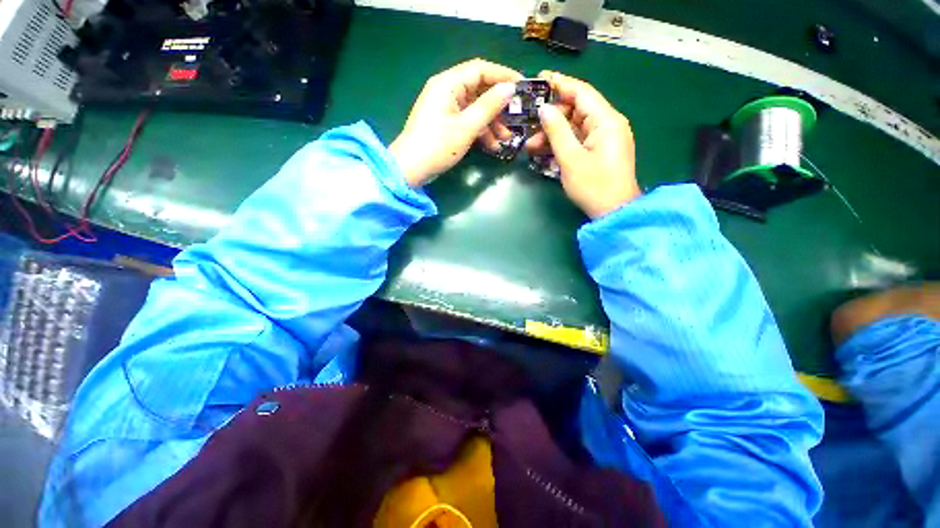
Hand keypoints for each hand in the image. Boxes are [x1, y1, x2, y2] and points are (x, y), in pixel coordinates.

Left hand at [390, 59, 521, 186]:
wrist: (410, 170)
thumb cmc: (437, 146)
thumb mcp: (466, 127)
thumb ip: (489, 107)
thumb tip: (509, 89)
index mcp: (448, 84)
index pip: (480, 69)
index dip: (502, 75)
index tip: (522, 87)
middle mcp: (446, 91)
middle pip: (478, 90)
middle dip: (498, 106)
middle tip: (516, 118)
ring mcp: (445, 109)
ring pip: (475, 109)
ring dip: (491, 123)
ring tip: (506, 139)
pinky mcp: (445, 124)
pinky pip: (467, 122)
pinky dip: (480, 132)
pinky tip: (492, 146)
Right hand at [526, 71, 639, 217]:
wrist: (613, 213)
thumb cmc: (593, 186)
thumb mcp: (570, 159)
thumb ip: (557, 131)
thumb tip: (544, 109)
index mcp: (606, 120)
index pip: (582, 93)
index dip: (560, 83)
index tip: (539, 79)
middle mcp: (609, 124)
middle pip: (577, 110)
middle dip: (552, 118)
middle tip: (530, 127)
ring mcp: (605, 139)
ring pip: (575, 127)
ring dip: (554, 135)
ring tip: (531, 147)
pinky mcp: (600, 151)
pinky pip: (579, 141)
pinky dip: (562, 145)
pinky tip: (545, 152)